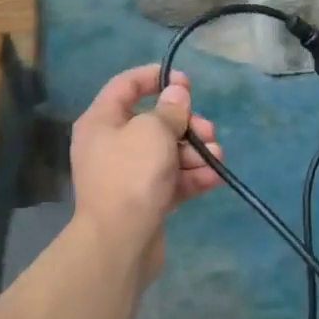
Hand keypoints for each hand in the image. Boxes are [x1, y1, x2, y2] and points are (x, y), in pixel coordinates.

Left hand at [70, 65, 222, 272]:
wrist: (120, 240)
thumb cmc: (132, 175)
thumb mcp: (153, 131)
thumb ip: (170, 110)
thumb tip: (176, 94)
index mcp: (102, 121)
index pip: (126, 85)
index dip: (156, 77)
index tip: (186, 82)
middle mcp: (111, 145)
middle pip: (154, 122)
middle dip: (187, 124)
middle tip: (207, 131)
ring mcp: (129, 175)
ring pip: (168, 153)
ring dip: (195, 152)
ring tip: (216, 158)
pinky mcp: (145, 200)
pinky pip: (172, 180)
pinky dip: (193, 177)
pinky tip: (215, 177)